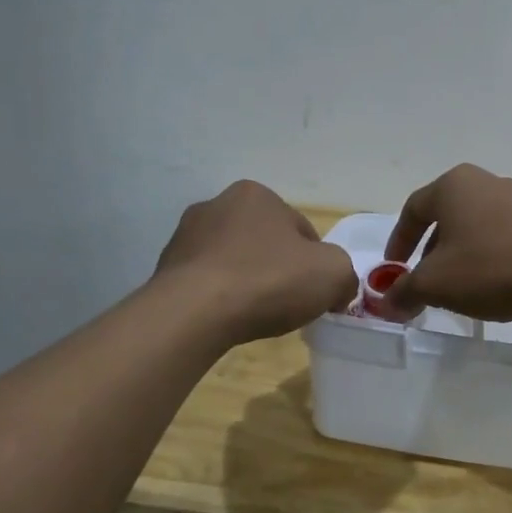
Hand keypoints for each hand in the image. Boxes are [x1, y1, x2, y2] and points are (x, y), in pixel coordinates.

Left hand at [154, 181, 357, 342]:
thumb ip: (345, 274)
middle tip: (287, 303)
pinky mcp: (166, 267)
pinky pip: (207, 282)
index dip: (315, 263)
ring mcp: (186, 235)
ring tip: (255, 314)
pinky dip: (220, 296)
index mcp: (257, 194)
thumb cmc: (269, 281)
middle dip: (278, 269)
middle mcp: (217, 204)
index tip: (314, 292)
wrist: (194, 312)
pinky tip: (227, 317)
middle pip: (265, 242)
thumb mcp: (333, 274)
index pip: (301, 230)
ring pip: (234, 261)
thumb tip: (337, 289)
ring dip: (247, 281)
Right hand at [377, 164, 511, 321]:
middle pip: (446, 217)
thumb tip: (385, 304)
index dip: (398, 242)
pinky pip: (506, 236)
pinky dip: (492, 257)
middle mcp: (486, 182)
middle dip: (431, 253)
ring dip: (462, 256)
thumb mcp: (436, 285)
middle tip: (426, 284)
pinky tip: (497, 284)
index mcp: (454, 186)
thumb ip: (404, 292)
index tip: (393, 271)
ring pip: (477, 227)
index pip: (412, 210)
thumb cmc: (491, 268)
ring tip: (462, 288)